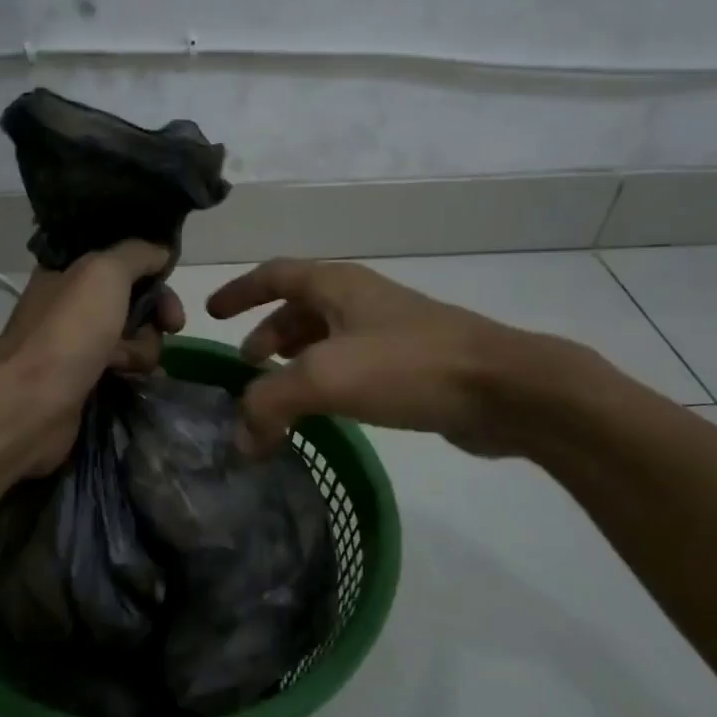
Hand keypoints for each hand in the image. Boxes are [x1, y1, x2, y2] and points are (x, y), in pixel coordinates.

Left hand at [0, 243, 185, 474]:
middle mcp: (72, 305)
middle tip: (172, 324)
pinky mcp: (87, 380)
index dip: (148, 266)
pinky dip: (137, 372)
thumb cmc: (68, 330)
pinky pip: (126, 368)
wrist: (32, 402)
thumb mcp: (104, 272)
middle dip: (156, 310)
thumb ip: (136, 254)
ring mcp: (79, 345)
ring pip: (133, 336)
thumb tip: (162, 252)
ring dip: (145, 347)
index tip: (169, 277)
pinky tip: (140, 379)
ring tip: (129, 362)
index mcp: (67, 272)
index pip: (118, 259)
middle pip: (132, 298)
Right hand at [206, 258, 571, 457]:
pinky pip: (352, 365)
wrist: (504, 389)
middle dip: (267, 333)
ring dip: (295, 360)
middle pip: (300, 308)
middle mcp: (360, 300)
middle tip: (246, 366)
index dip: (240, 292)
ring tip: (277, 393)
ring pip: (326, 338)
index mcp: (337, 285)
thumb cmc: (407, 366)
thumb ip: (269, 404)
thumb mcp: (324, 378)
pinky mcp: (411, 365)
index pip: (274, 275)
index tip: (211, 313)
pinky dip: (325, 382)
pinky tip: (323, 412)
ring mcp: (389, 331)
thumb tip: (242, 440)